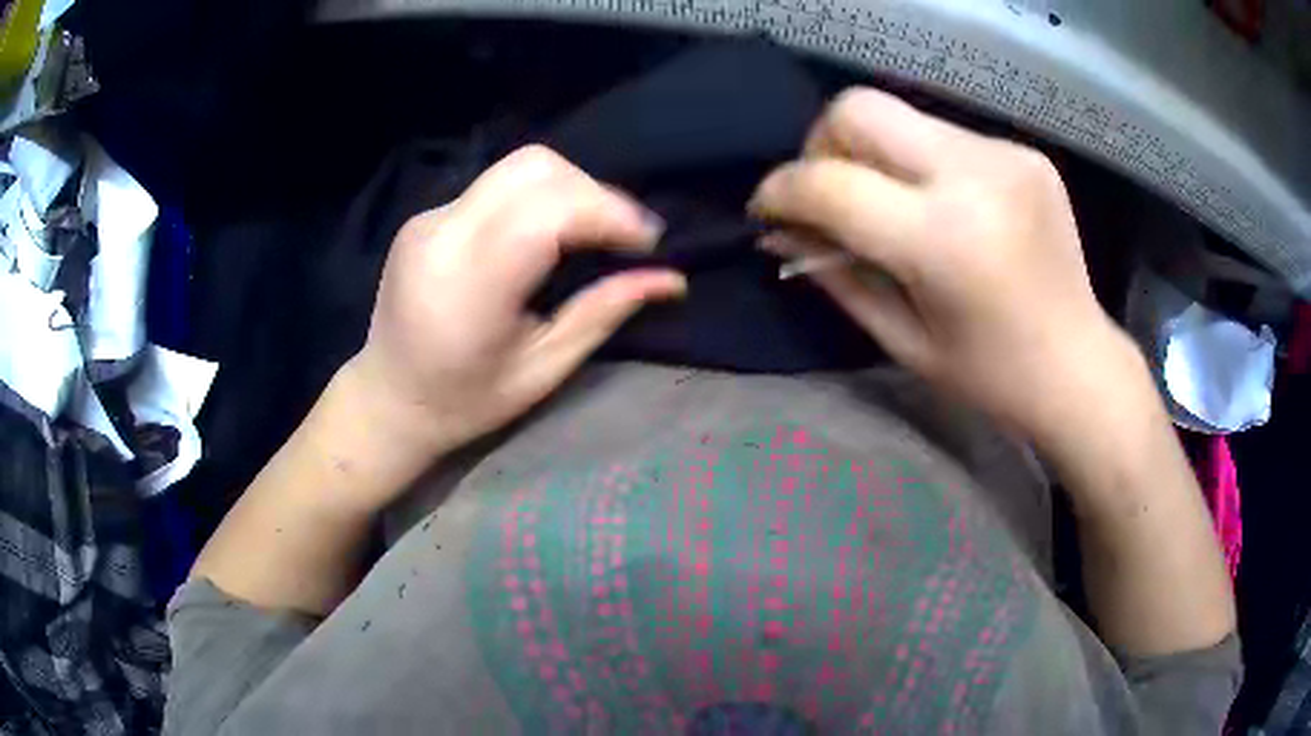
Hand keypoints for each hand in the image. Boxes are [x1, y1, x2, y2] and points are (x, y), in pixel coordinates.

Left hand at [349, 145, 686, 458]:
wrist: (388, 398)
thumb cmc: (464, 402)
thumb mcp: (542, 371)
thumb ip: (603, 313)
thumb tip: (671, 279)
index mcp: (468, 286)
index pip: (547, 211)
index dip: (608, 213)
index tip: (648, 243)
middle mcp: (442, 235)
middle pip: (535, 168)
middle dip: (594, 193)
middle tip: (623, 237)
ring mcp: (429, 218)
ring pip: (517, 167)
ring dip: (569, 189)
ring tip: (592, 233)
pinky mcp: (427, 215)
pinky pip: (496, 185)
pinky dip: (538, 198)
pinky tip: (548, 235)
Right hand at [750, 88, 1144, 448]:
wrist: (1078, 365)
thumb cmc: (990, 375)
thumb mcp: (902, 339)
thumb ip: (834, 274)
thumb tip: (777, 232)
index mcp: (945, 240)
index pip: (831, 182)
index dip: (782, 189)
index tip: (767, 208)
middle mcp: (975, 177)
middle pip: (859, 109)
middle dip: (822, 145)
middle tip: (829, 193)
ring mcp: (1005, 156)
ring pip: (900, 116)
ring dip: (874, 154)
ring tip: (888, 204)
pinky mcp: (1023, 152)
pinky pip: (943, 134)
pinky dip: (920, 162)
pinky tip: (941, 205)